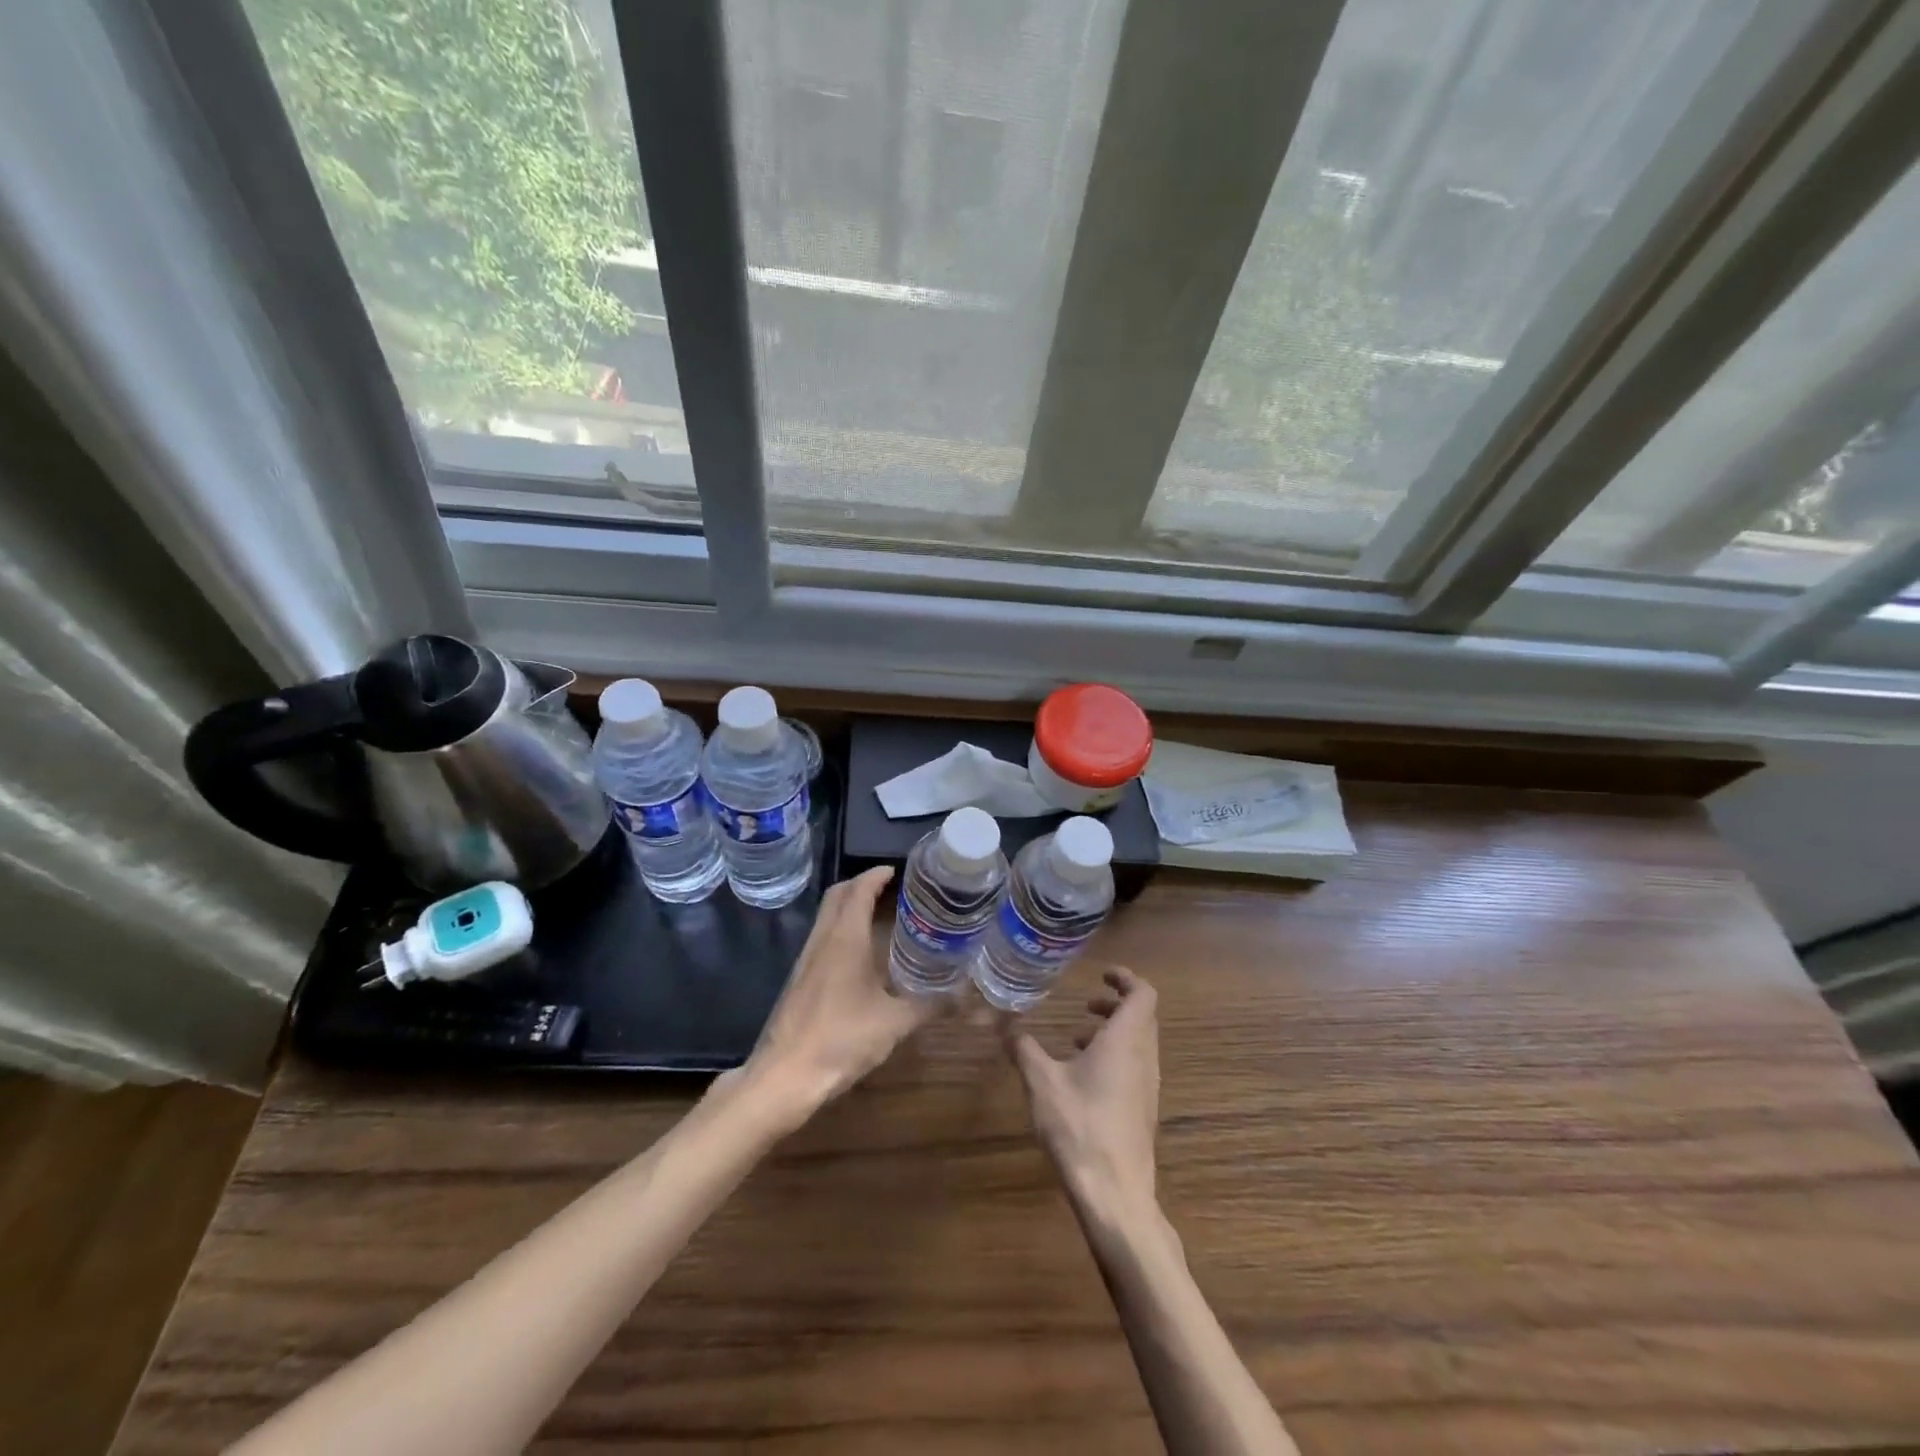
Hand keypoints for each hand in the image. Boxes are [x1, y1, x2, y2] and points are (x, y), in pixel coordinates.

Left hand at [731, 867, 934, 1129]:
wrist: (785, 1077)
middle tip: (889, 889)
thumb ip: (929, 1005)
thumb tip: (962, 996)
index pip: (858, 890)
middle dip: (860, 884)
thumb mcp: (894, 1023)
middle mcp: (822, 940)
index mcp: (845, 938)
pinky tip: (860, 956)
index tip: (897, 870)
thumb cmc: (841, 1039)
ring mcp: (806, 960)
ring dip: (848, 907)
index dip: (876, 875)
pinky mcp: (799, 980)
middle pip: (836, 895)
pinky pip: (822, 939)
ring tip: (879, 916)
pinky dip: (841, 931)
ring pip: (826, 917)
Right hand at [1003, 966, 1160, 1226]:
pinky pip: (1134, 1068)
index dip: (1126, 979)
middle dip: (1115, 1005)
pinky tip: (1081, 1079)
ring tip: (1076, 1040)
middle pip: (1142, 1017)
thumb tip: (1004, 1022)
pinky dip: (1114, 1058)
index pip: (1143, 994)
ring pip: (1138, 1044)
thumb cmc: (1080, 1127)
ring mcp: (1147, 1087)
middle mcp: (1144, 1058)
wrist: (1115, 1195)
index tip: (1102, 975)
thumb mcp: (1041, 1081)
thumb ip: (1023, 1047)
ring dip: (1113, 1033)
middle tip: (1085, 1005)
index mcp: (1126, 1040)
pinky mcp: (1142, 1111)